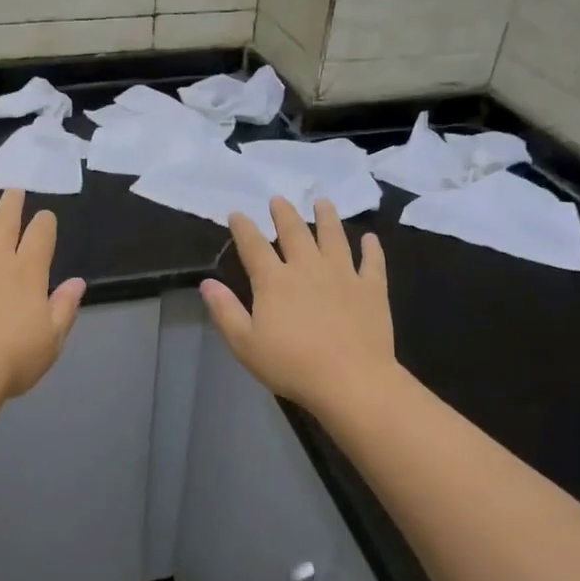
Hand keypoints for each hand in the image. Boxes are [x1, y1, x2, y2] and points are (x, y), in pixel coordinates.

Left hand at [0, 186, 86, 400]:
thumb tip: (78, 282)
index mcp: (28, 271)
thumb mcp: (51, 340)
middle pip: (4, 220)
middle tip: (13, 189)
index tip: (45, 216)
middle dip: (12, 202)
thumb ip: (64, 308)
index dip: (45, 222)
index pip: (41, 235)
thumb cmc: (10, 360)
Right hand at [201, 197, 394, 412]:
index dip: (243, 227)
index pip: (253, 245)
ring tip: (323, 202)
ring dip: (327, 217)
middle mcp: (307, 267)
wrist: (351, 380)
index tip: (237, 214)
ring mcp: (343, 275)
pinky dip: (371, 248)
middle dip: (284, 213)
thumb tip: (207, 283)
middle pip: (294, 232)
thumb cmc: (291, 365)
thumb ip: (225, 310)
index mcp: (274, 280)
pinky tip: (370, 239)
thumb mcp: (244, 343)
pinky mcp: (371, 289)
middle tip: (278, 199)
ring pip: (333, 237)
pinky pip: (372, 262)